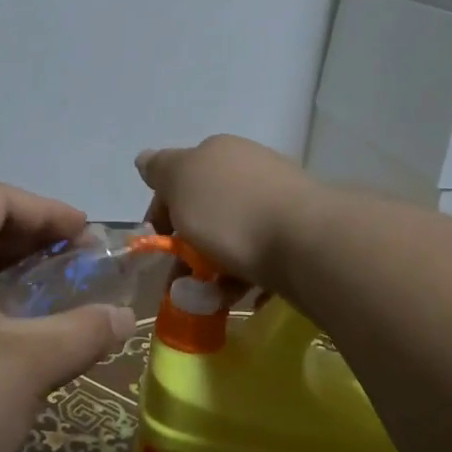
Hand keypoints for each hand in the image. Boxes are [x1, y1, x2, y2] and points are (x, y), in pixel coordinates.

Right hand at [136, 135, 322, 290]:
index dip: (161, 213)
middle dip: (189, 245)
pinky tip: (245, 297)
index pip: (177, 178)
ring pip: (233, 234)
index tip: (158, 247)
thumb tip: (146, 158)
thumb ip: (160, 170)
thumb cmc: (231, 210)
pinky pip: (262, 254)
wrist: (306, 241)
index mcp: (218, 152)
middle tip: (181, 281)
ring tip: (210, 299)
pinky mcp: (299, 232)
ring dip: (216, 267)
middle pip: (206, 208)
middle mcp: (249, 167)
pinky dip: (248, 276)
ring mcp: (278, 198)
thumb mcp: (180, 181)